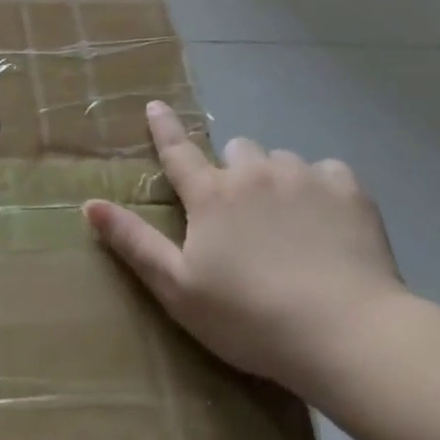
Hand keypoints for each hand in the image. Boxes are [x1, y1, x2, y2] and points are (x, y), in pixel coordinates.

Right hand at [84, 101, 407, 392]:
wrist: (346, 334)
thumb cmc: (250, 317)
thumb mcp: (177, 288)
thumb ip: (133, 242)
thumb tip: (90, 204)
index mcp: (210, 195)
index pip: (177, 150)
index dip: (163, 127)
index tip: (155, 105)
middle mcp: (253, 172)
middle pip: (237, 149)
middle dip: (235, 170)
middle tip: (244, 212)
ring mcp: (303, 176)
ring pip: (281, 160)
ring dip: (276, 179)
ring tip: (290, 222)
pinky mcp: (349, 191)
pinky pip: (328, 171)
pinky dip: (322, 188)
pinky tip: (329, 221)